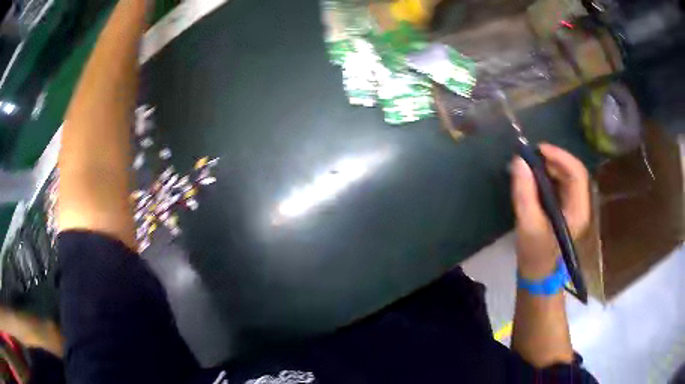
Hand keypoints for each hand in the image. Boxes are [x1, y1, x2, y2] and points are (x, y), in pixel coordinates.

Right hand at [510, 144, 590, 279]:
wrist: (537, 275)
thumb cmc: (535, 254)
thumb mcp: (528, 225)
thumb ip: (524, 193)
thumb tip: (519, 161)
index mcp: (578, 211)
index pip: (577, 174)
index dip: (560, 157)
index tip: (539, 149)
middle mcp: (580, 205)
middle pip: (573, 172)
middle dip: (553, 160)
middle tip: (531, 156)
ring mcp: (573, 206)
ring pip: (566, 176)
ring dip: (550, 166)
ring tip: (530, 164)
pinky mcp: (564, 208)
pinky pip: (560, 184)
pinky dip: (547, 175)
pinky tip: (534, 176)